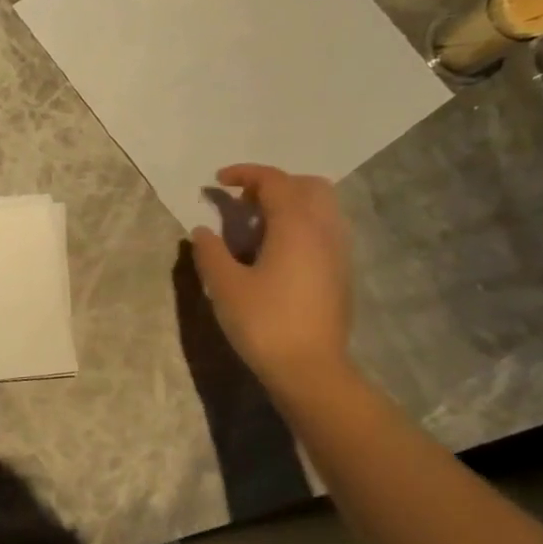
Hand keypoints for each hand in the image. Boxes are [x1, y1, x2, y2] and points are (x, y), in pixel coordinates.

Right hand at [191, 164, 353, 393]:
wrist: (310, 369)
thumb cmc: (264, 322)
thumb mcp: (225, 286)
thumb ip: (210, 252)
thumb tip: (201, 230)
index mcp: (296, 226)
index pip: (275, 181)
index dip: (245, 174)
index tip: (217, 181)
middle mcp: (324, 230)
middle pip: (308, 186)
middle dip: (274, 184)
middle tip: (243, 202)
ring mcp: (338, 252)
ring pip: (321, 208)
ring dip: (290, 204)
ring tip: (257, 226)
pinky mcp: (340, 273)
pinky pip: (324, 230)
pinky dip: (301, 225)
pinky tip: (276, 252)